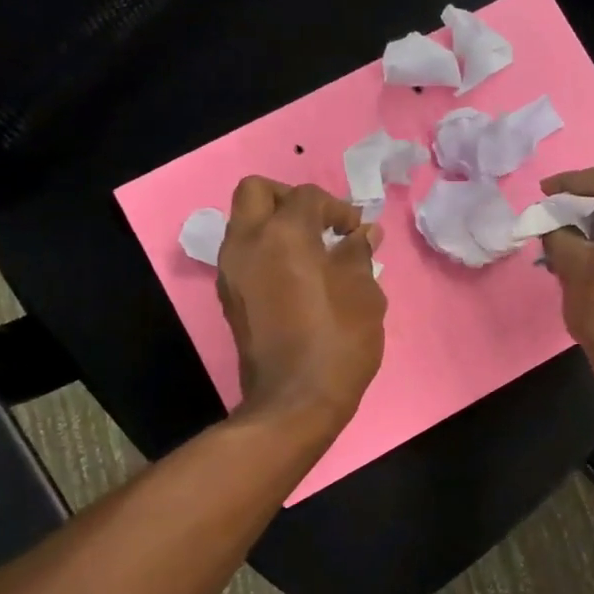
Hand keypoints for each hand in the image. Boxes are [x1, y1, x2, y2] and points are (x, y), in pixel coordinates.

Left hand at [217, 178, 384, 427]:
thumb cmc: (338, 341)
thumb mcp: (363, 294)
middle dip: (290, 199)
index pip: (307, 197)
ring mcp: (231, 272)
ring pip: (245, 223)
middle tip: (319, 224)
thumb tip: (363, 234)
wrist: (295, 401)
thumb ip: (359, 254)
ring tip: (312, 253)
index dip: (338, 208)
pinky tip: (296, 278)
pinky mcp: (229, 298)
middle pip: (257, 192)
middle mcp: (247, 243)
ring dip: (275, 226)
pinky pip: (244, 255)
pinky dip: (267, 252)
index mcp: (283, 234)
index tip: (358, 233)